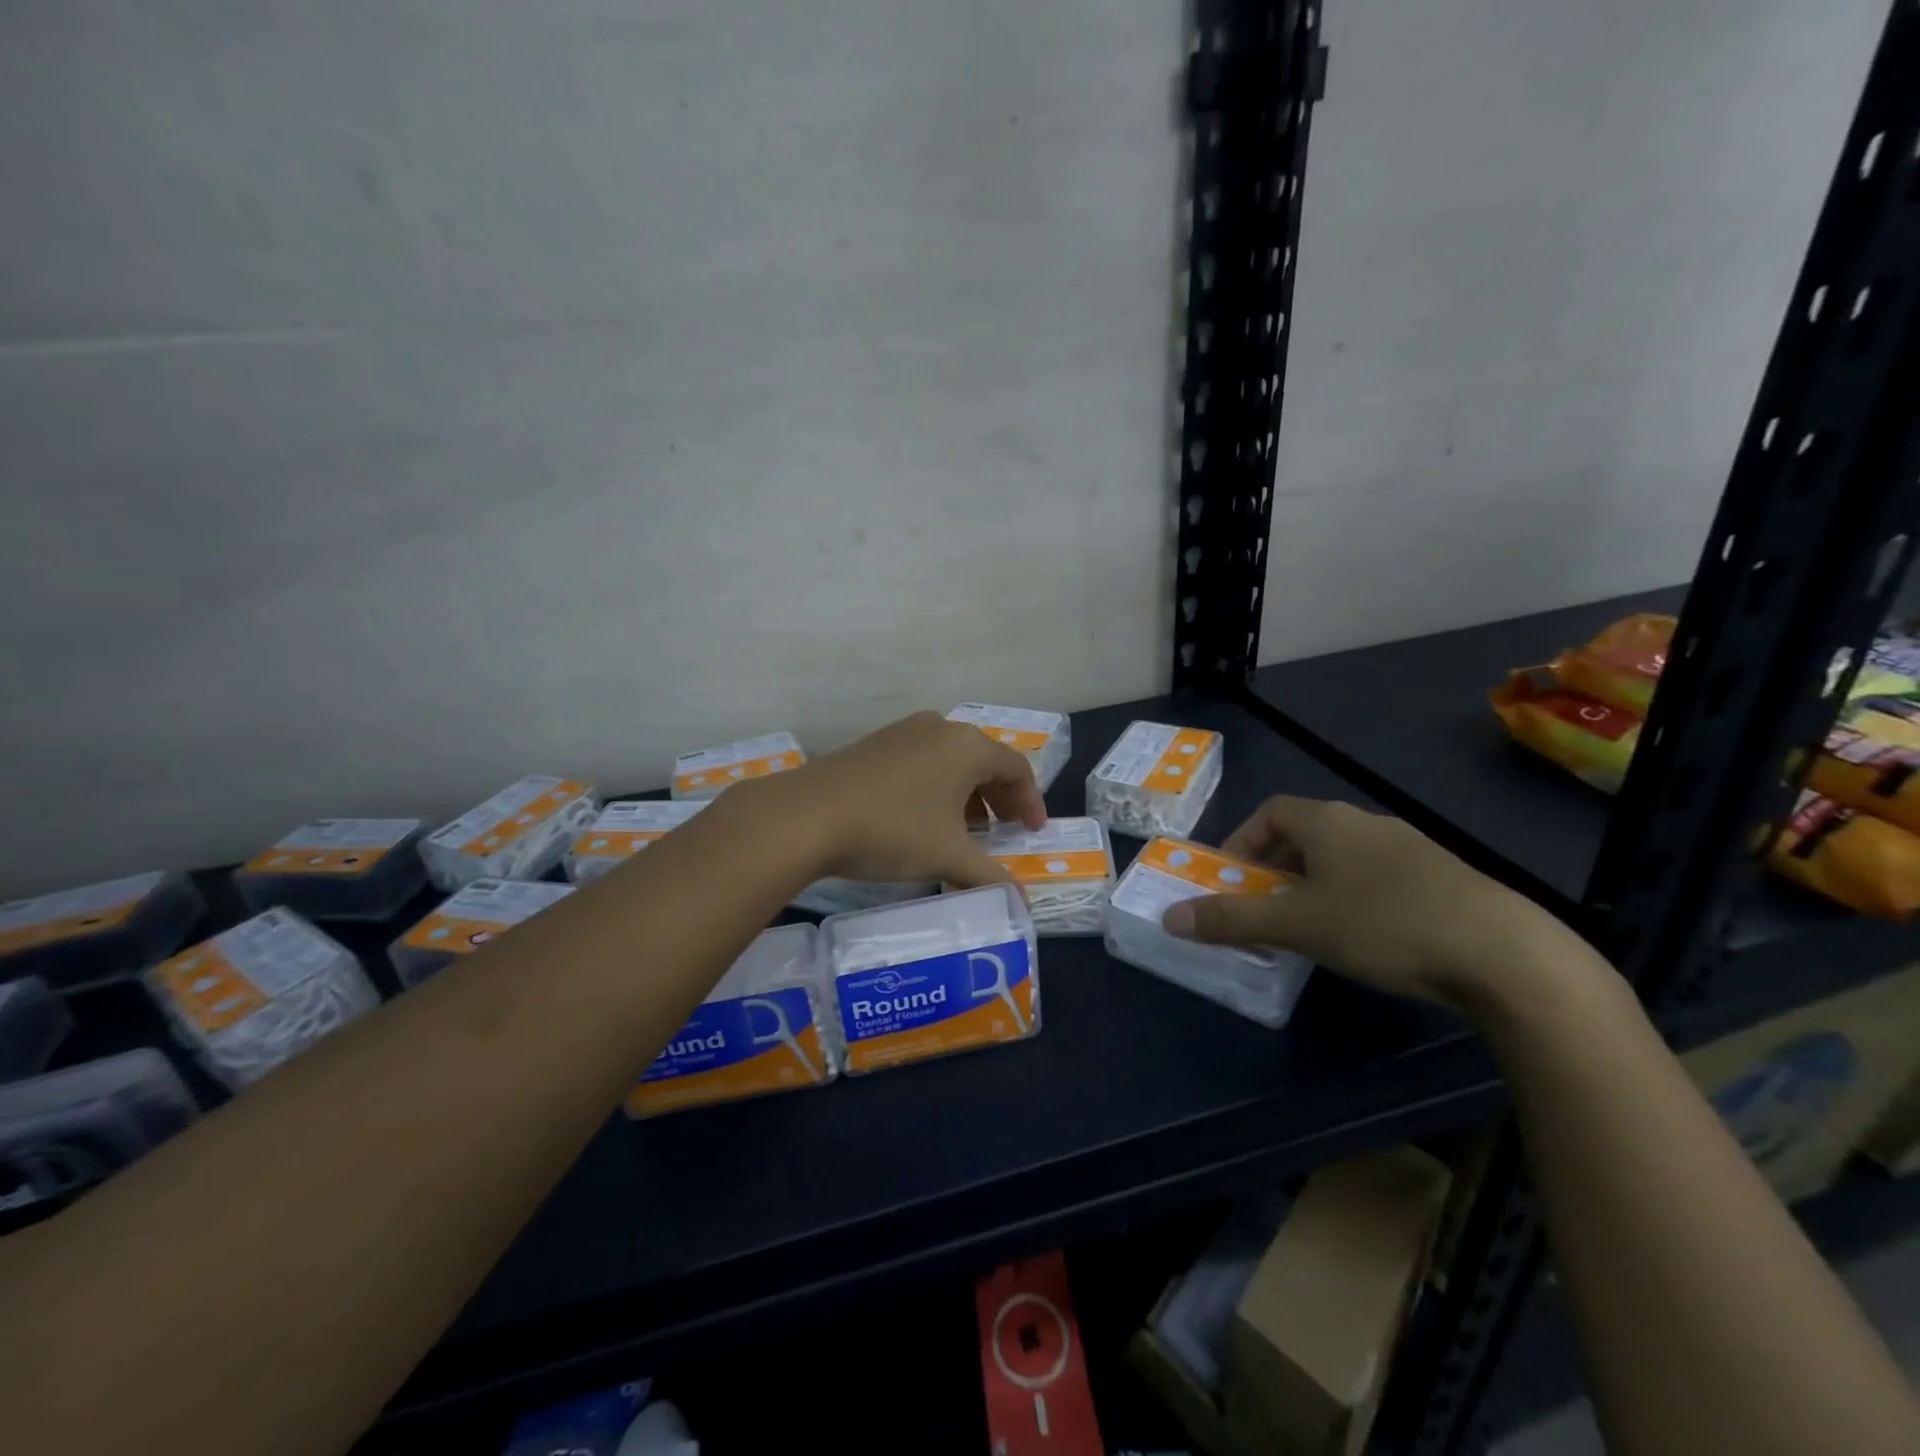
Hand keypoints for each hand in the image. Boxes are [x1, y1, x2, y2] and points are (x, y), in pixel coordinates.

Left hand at [776, 711, 1047, 888]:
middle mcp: (939, 729)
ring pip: (951, 761)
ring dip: (968, 793)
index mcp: (967, 746)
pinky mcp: (874, 744)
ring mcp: (903, 732)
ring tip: (967, 829)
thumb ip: (991, 878)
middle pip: (985, 760)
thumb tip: (1024, 905)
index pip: (1016, 767)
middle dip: (1000, 797)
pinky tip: (924, 817)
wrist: (806, 816)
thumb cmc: (892, 830)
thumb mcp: (948, 857)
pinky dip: (937, 787)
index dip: (1031, 801)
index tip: (1034, 832)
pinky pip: (922, 761)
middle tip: (1006, 830)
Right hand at [1160, 796, 1585, 1008]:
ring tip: (1308, 929)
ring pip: (1341, 859)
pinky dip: (1351, 899)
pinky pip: (1376, 878)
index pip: (1269, 812)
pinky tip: (1363, 939)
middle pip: (1303, 835)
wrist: (1504, 954)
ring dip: (1312, 886)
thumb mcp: (1297, 925)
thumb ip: (1232, 919)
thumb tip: (1169, 918)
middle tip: (1263, 909)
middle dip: (1273, 869)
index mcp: (1329, 821)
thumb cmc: (1384, 924)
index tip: (1230, 880)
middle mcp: (1366, 824)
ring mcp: (1409, 849)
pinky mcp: (1440, 879)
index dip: (1241, 842)